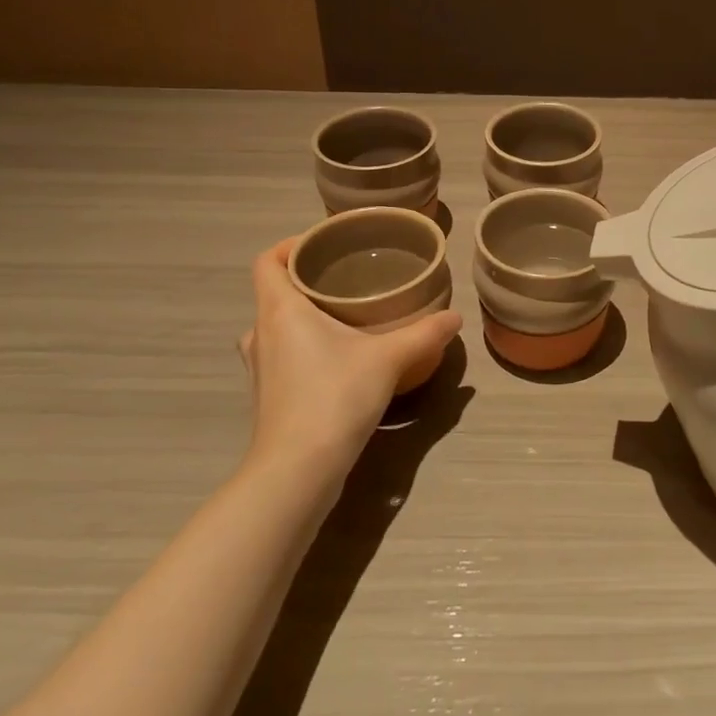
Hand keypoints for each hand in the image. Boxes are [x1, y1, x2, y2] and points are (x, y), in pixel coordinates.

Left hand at [238, 239, 461, 480]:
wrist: (297, 470)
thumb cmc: (334, 397)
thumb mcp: (389, 359)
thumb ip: (425, 334)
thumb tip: (455, 316)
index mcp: (280, 310)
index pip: (267, 262)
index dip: (290, 246)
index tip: (324, 244)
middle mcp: (262, 333)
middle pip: (274, 292)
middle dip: (307, 281)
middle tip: (347, 278)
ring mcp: (260, 368)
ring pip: (277, 326)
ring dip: (304, 317)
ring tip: (345, 316)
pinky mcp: (267, 396)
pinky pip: (283, 355)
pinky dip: (305, 347)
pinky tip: (339, 358)